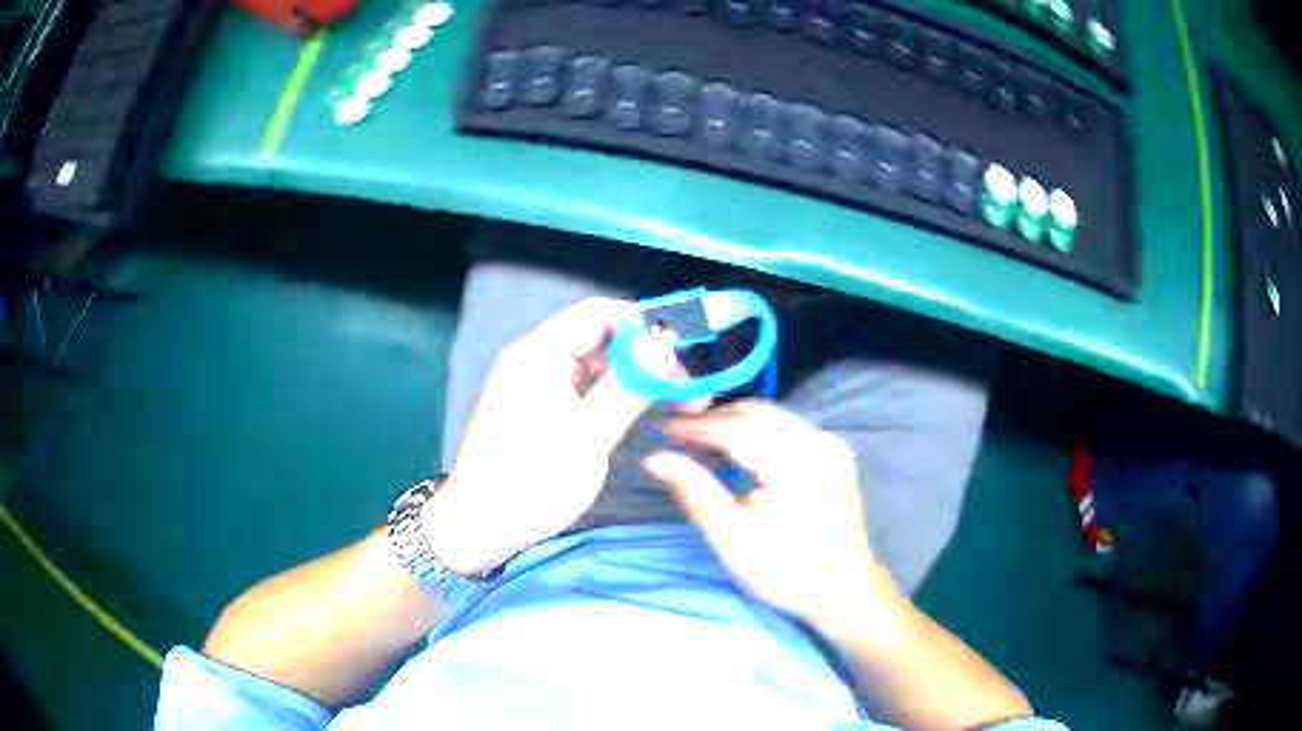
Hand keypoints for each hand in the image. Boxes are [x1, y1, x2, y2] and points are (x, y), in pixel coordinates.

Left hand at [423, 298, 679, 575]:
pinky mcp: (537, 409)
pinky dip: (611, 396)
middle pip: (598, 338)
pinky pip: (581, 388)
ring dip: (632, 378)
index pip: (599, 313)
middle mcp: (534, 358)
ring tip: (675, 401)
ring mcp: (534, 384)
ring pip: (593, 365)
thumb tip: (665, 348)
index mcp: (539, 353)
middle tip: (687, 385)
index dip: (643, 325)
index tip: (683, 351)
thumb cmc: (532, 481)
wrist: (479, 526)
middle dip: (644, 355)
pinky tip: (640, 412)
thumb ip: (628, 388)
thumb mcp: (588, 437)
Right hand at [645, 401, 902, 634]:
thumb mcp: (731, 537)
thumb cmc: (784, 570)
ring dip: (735, 424)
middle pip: (756, 413)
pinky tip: (737, 450)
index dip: (695, 426)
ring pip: (772, 417)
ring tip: (700, 443)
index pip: (736, 428)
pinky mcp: (833, 453)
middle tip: (677, 436)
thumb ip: (693, 491)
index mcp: (795, 462)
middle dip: (714, 420)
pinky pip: (788, 428)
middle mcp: (817, 441)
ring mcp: (829, 444)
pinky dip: (758, 432)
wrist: (843, 589)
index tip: (661, 428)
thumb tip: (655, 458)